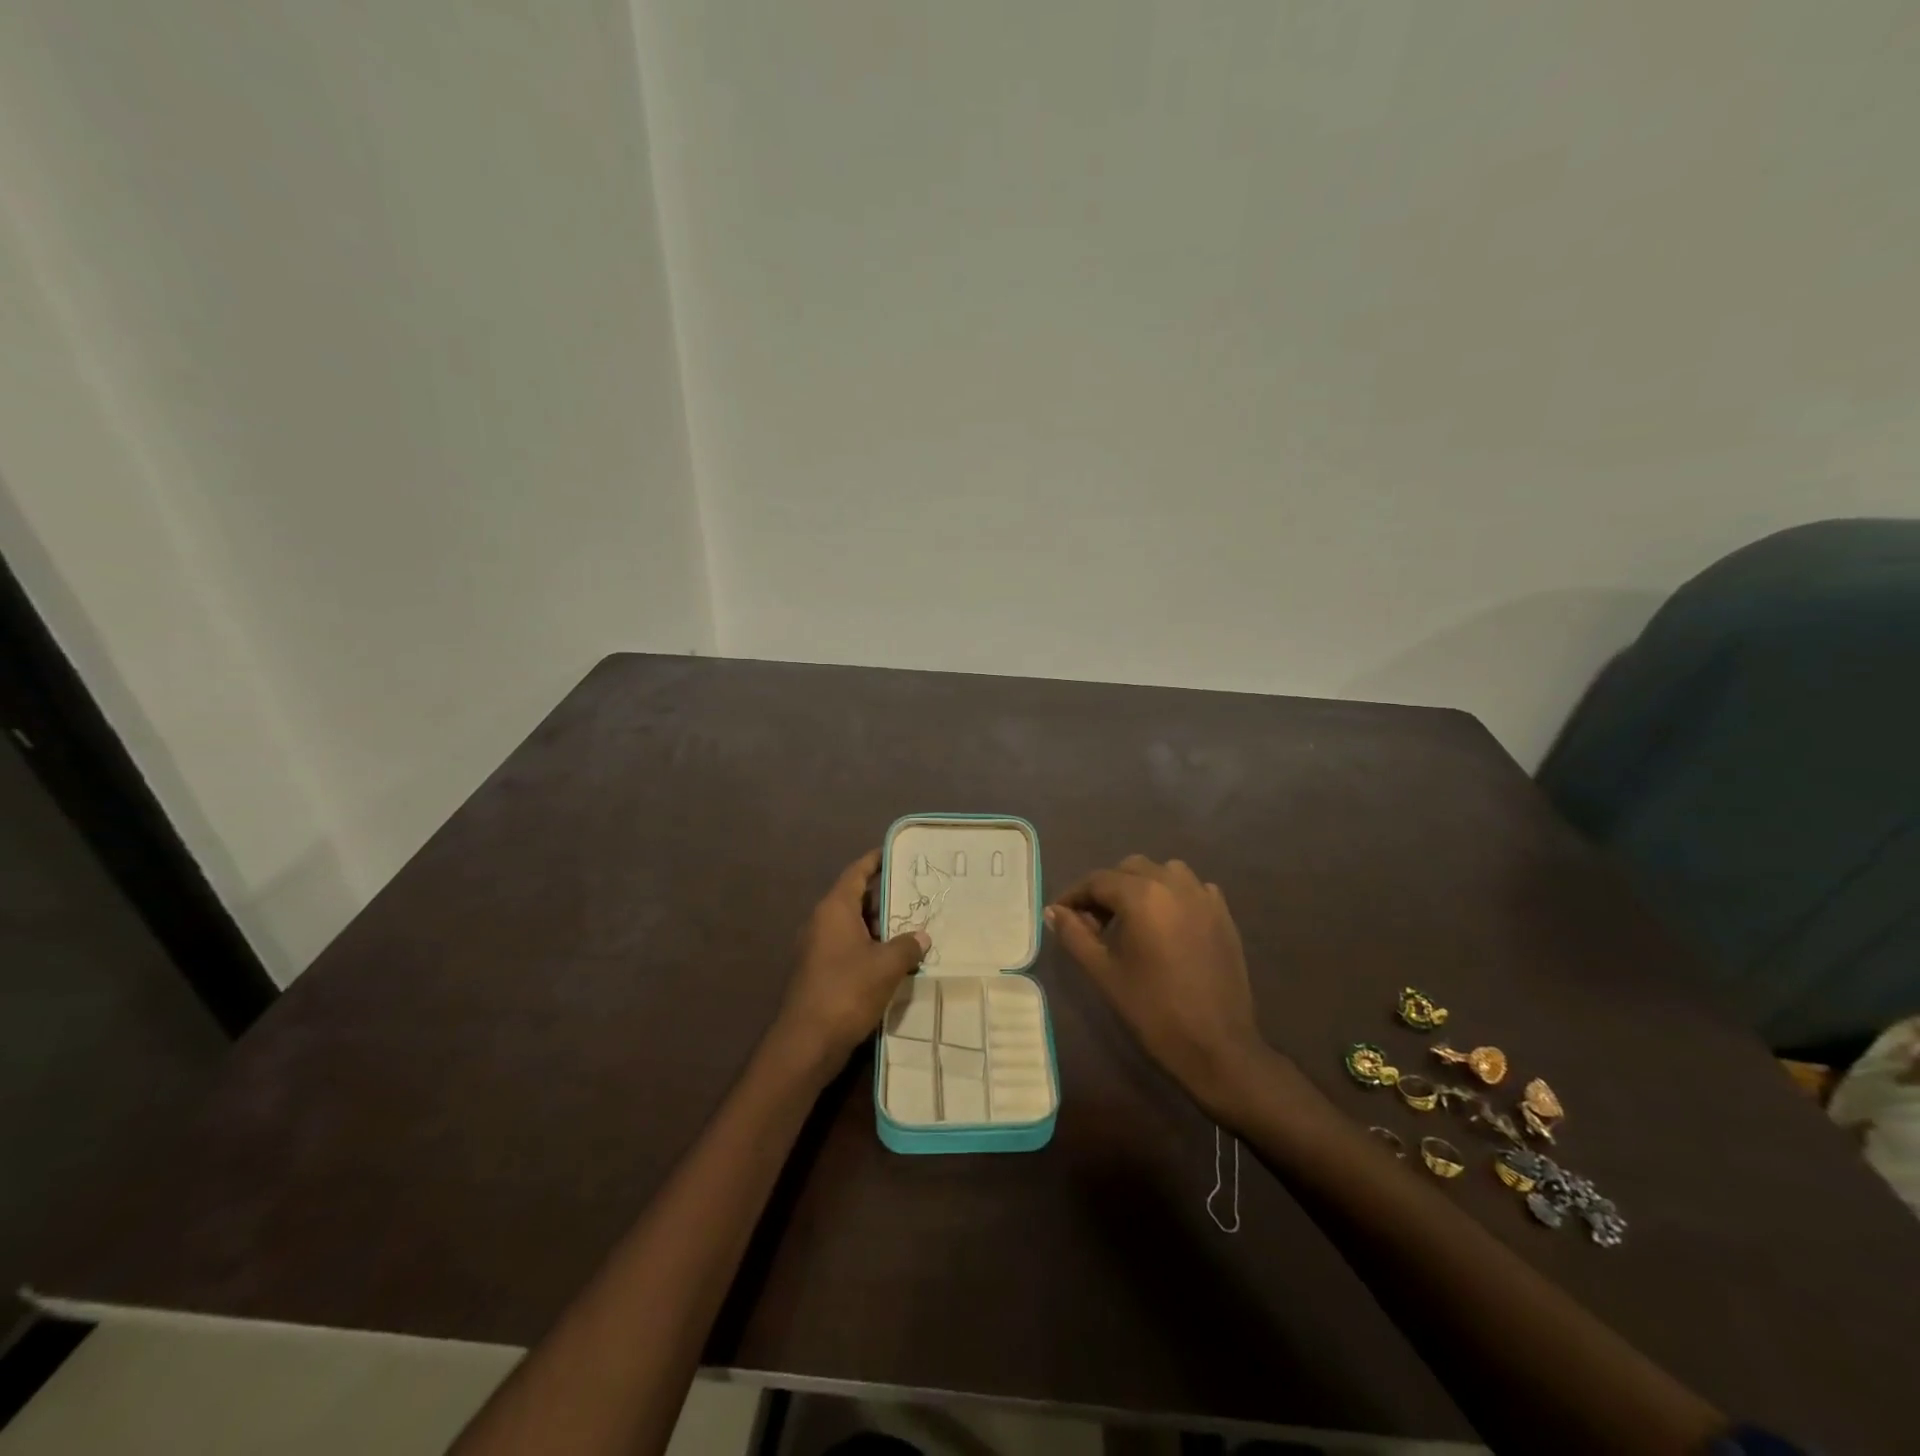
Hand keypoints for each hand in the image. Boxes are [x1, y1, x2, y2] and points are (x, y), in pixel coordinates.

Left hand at [775, 850, 928, 1073]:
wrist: (807, 1043)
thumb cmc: (847, 991)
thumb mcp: (886, 966)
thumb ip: (907, 945)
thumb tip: (921, 935)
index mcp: (834, 909)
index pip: (856, 873)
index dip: (875, 860)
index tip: (895, 852)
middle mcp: (822, 922)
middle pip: (856, 899)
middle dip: (885, 897)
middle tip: (917, 894)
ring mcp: (818, 949)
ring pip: (854, 926)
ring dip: (880, 926)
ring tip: (913, 927)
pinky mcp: (820, 973)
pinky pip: (849, 948)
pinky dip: (870, 948)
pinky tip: (895, 960)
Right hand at [1047, 855, 1265, 1113]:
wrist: (1217, 1045)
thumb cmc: (1153, 1010)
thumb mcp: (1104, 972)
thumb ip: (1074, 935)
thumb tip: (1054, 912)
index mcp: (1142, 895)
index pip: (1097, 881)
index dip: (1074, 895)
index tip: (1059, 915)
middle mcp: (1174, 883)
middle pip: (1129, 869)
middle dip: (1106, 889)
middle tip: (1092, 923)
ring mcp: (1203, 896)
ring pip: (1162, 872)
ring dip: (1140, 886)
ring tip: (1129, 920)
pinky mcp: (1223, 913)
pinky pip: (1191, 888)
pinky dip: (1171, 895)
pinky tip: (1165, 924)